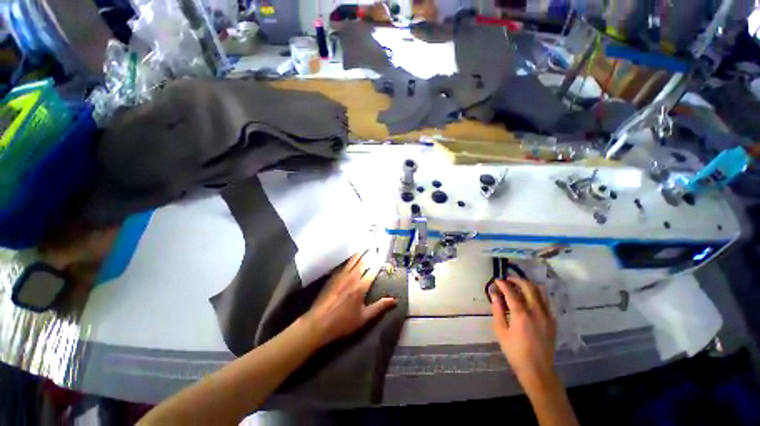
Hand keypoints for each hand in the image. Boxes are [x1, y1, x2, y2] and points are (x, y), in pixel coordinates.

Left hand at [303, 252, 396, 346]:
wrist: (318, 323)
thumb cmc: (343, 323)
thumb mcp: (364, 317)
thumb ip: (379, 307)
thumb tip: (394, 300)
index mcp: (360, 287)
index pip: (372, 270)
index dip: (378, 262)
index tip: (383, 254)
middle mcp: (352, 278)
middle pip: (362, 261)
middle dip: (369, 253)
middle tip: (375, 246)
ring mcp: (341, 276)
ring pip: (352, 261)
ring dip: (360, 253)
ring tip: (365, 246)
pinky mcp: (333, 277)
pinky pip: (343, 265)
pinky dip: (349, 259)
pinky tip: (351, 257)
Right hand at [490, 277, 557, 391]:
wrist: (537, 369)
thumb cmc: (514, 351)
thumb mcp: (500, 330)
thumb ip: (497, 309)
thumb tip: (494, 294)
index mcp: (521, 314)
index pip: (511, 291)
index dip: (503, 284)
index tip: (497, 280)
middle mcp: (536, 311)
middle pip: (528, 287)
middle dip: (516, 280)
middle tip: (507, 280)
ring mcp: (547, 315)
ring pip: (540, 291)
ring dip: (528, 285)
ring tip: (518, 286)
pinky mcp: (552, 320)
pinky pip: (545, 301)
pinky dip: (536, 294)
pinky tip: (529, 298)